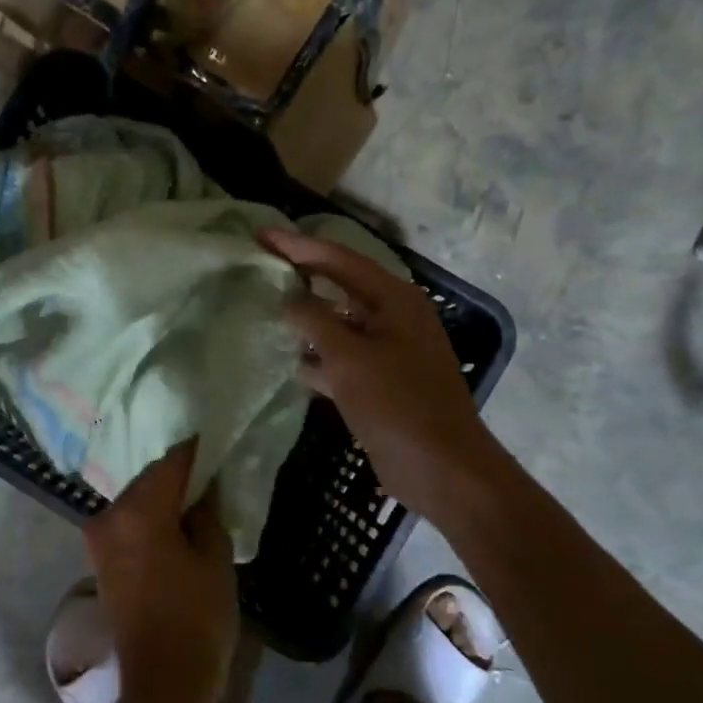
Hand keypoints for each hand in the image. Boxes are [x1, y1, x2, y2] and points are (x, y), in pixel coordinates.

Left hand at [82, 441, 238, 702]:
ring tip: (198, 496)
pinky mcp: (100, 558)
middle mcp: (109, 516)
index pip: (172, 462)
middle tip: (212, 470)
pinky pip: (129, 521)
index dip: (196, 450)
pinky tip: (176, 520)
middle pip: (149, 478)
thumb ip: (207, 511)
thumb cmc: (198, 619)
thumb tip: (203, 485)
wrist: (163, 684)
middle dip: (179, 473)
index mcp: (139, 511)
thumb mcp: (215, 559)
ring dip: (164, 495)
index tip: (217, 439)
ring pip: (138, 499)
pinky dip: (151, 516)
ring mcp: (99, 538)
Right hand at [262, 229, 501, 527]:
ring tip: (267, 309)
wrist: (441, 468)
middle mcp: (393, 318)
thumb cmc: (397, 405)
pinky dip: (319, 357)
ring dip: (308, 318)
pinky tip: (292, 363)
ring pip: (340, 324)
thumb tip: (289, 300)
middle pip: (340, 286)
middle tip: (261, 264)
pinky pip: (343, 358)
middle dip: (302, 276)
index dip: (298, 246)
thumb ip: (315, 322)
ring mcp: (389, 351)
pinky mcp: (381, 383)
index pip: (339, 260)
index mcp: (394, 300)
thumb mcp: (350, 358)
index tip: (261, 235)